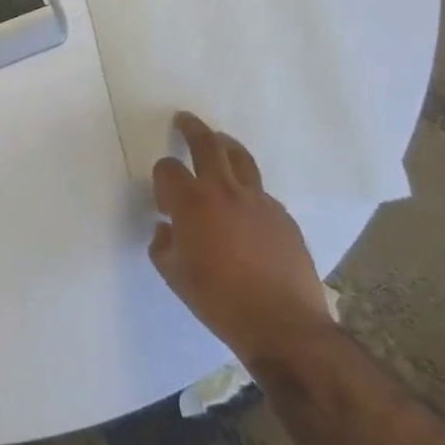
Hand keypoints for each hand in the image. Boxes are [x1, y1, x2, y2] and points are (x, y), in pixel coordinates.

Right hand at [151, 112, 336, 368]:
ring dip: (225, 145)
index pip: (168, 169)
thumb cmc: (218, 300)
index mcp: (192, 203)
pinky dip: (247, 189)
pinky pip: (260, 192)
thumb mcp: (173, 274)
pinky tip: (244, 208)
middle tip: (184, 120)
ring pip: (241, 158)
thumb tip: (166, 229)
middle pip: (207, 145)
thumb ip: (163, 244)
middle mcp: (225, 191)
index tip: (163, 199)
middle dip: (192, 129)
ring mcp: (259, 201)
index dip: (161, 178)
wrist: (282, 324)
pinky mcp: (284, 217)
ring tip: (219, 142)